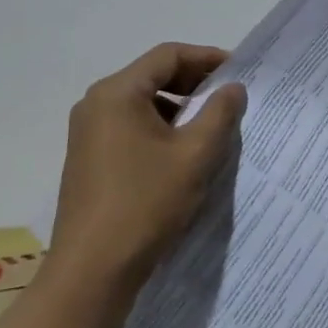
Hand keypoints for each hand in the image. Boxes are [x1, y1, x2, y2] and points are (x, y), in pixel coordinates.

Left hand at [50, 43, 246, 293]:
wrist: (92, 271)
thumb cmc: (146, 203)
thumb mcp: (195, 155)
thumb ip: (220, 113)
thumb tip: (233, 88)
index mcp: (117, 93)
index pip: (168, 55)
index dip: (207, 58)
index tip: (239, 73)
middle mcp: (96, 104)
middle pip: (153, 76)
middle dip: (194, 83)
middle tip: (230, 97)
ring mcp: (88, 133)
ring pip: (143, 104)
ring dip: (179, 108)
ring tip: (212, 127)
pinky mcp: (89, 159)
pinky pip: (130, 127)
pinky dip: (160, 129)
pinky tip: (183, 153)